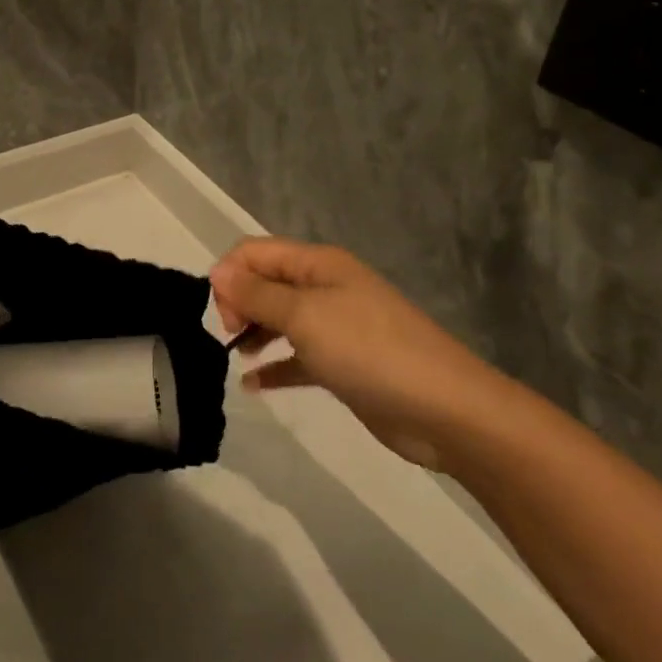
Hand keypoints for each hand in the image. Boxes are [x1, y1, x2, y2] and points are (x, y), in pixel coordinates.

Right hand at [209, 237, 519, 468]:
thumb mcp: (304, 316)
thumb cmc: (369, 350)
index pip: (255, 252)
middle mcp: (324, 288)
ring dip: (253, 333)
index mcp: (318, 264)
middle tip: (233, 337)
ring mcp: (336, 327)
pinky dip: (274, 367)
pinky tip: (251, 386)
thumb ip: (256, 294)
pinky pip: (296, 358)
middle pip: (265, 282)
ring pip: (279, 320)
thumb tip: (217, 270)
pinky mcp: (342, 365)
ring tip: (237, 358)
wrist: (444, 409)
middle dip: (239, 303)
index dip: (230, 275)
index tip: (222, 314)